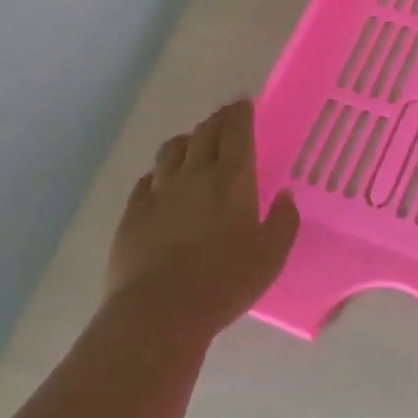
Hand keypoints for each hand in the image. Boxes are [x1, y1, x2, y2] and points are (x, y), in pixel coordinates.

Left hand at [107, 99, 300, 347]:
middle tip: (227, 118)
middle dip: (218, 120)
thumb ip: (283, 221)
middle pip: (204, 133)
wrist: (158, 313)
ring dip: (188, 140)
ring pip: (172, 150)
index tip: (245, 104)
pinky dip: (160, 171)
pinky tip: (163, 181)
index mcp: (232, 179)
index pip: (236, 131)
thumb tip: (285, 196)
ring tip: (195, 145)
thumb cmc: (224, 282)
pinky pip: (147, 178)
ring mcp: (159, 192)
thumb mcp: (271, 256)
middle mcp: (194, 175)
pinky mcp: (132, 213)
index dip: (241, 113)